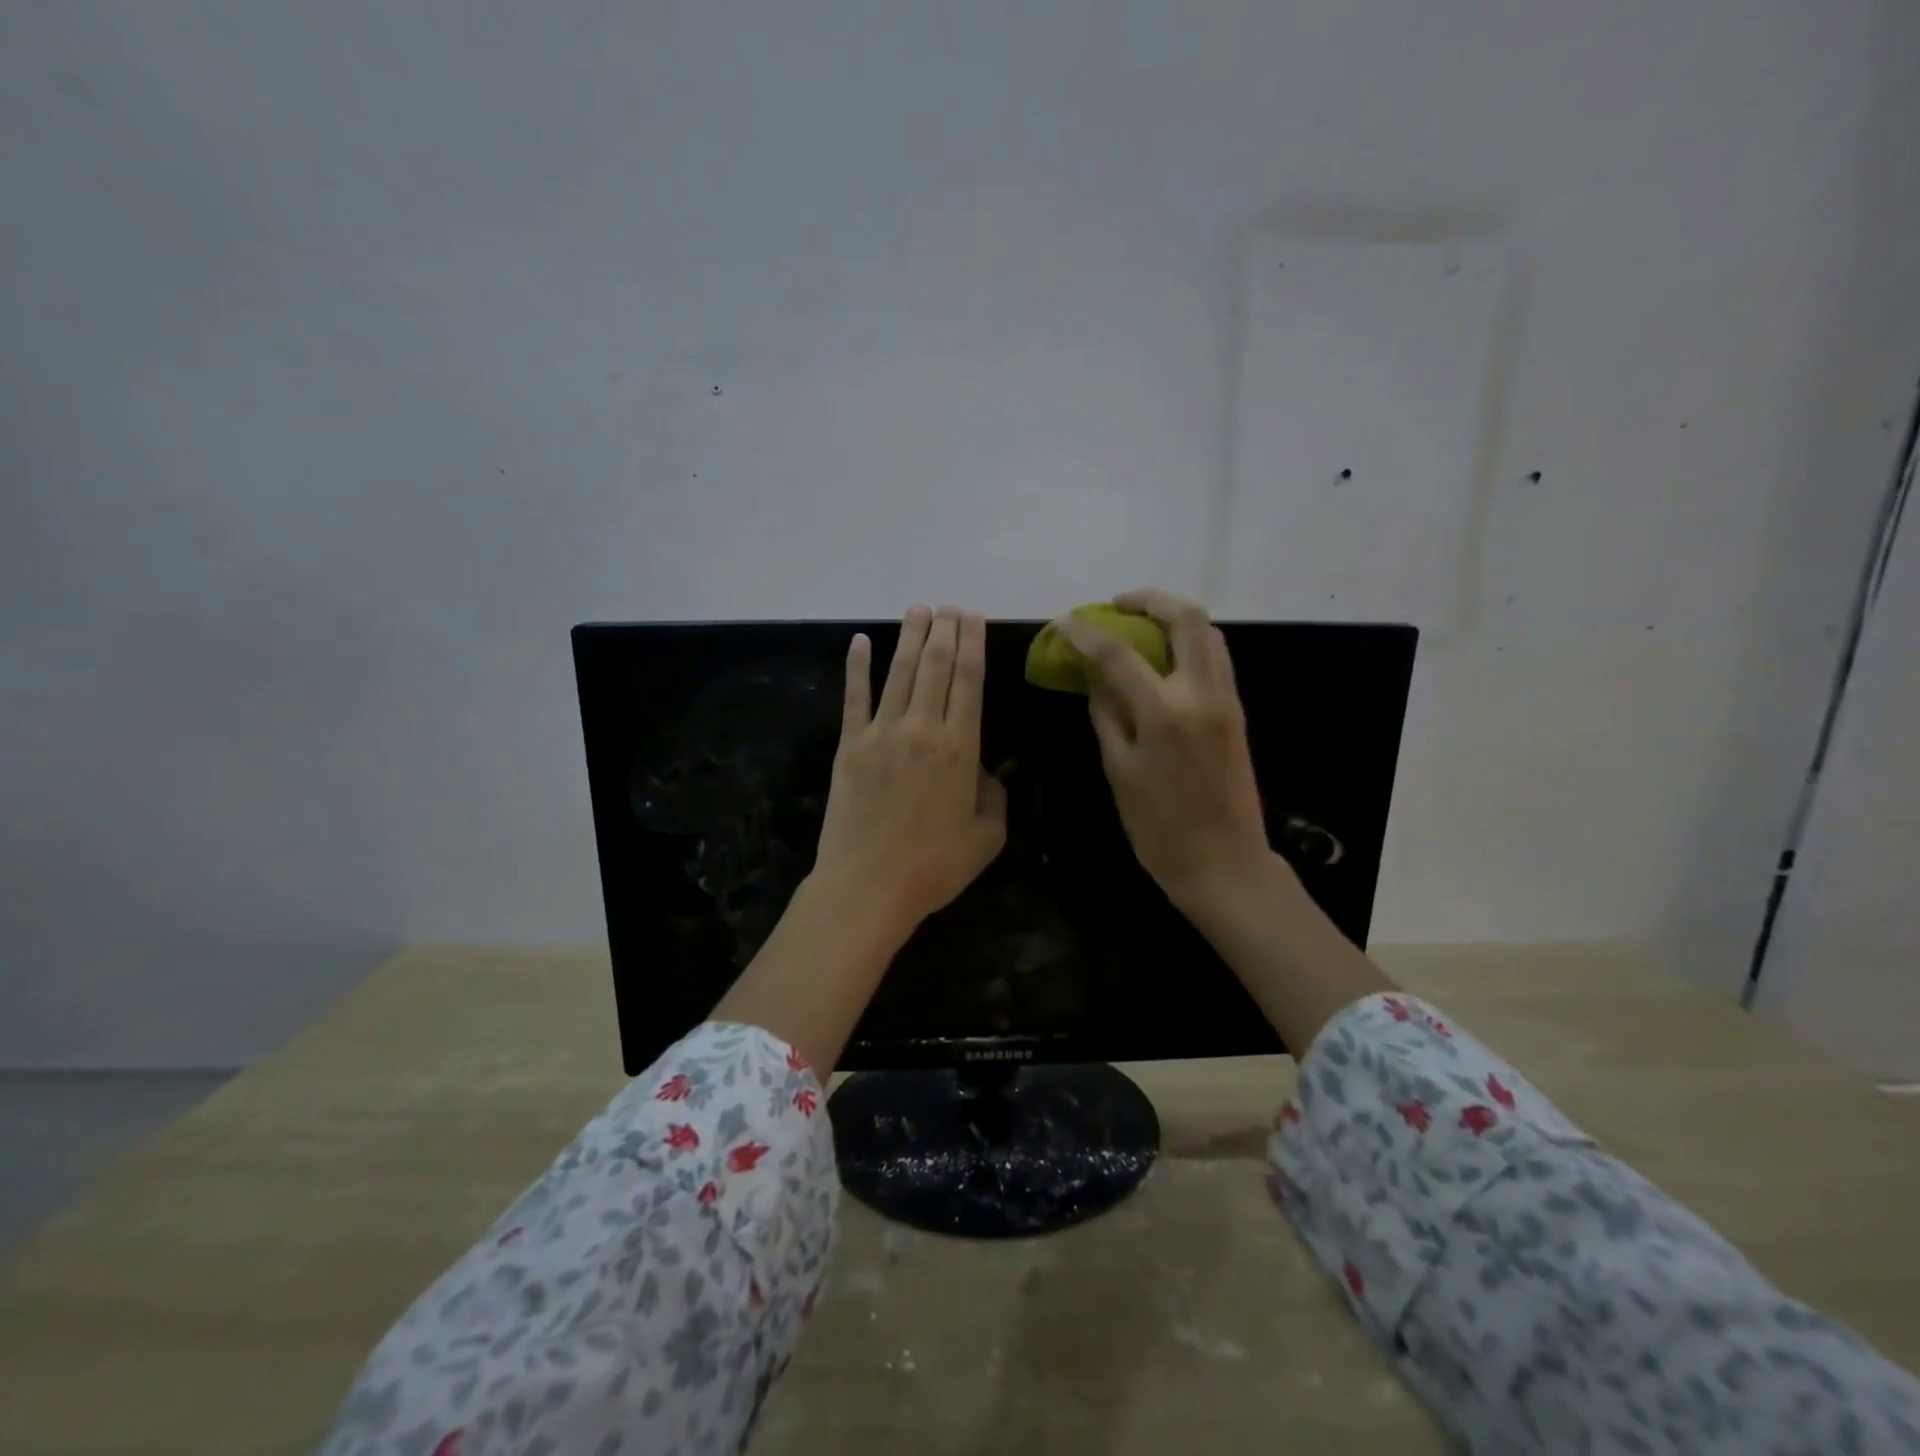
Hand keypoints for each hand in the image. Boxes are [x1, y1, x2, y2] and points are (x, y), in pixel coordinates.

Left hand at [810, 605, 1007, 936]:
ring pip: (900, 672)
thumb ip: (994, 797)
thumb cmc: (933, 868)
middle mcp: (922, 729)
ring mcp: (881, 733)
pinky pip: (854, 697)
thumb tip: (987, 770)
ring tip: (918, 608)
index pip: (969, 680)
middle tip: (950, 605)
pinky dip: (857, 666)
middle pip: (936, 666)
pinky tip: (860, 641)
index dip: (972, 643)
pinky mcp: (849, 745)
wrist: (867, 887)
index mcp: (960, 748)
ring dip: (910, 637)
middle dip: (945, 630)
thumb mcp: (986, 838)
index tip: (973, 616)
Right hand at [1054, 588, 1272, 913]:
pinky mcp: (1236, 711)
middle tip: (1117, 605)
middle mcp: (1201, 693)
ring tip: (1141, 622)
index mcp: (1163, 713)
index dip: (1086, 634)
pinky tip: (1165, 654)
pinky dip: (1190, 640)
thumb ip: (1106, 715)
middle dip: (1148, 600)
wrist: (1224, 862)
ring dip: (1174, 615)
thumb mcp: (1119, 771)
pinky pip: (1216, 656)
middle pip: (1185, 618)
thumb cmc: (1159, 827)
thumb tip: (1094, 677)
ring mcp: (1225, 699)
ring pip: (1208, 632)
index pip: (1118, 654)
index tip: (1064, 623)